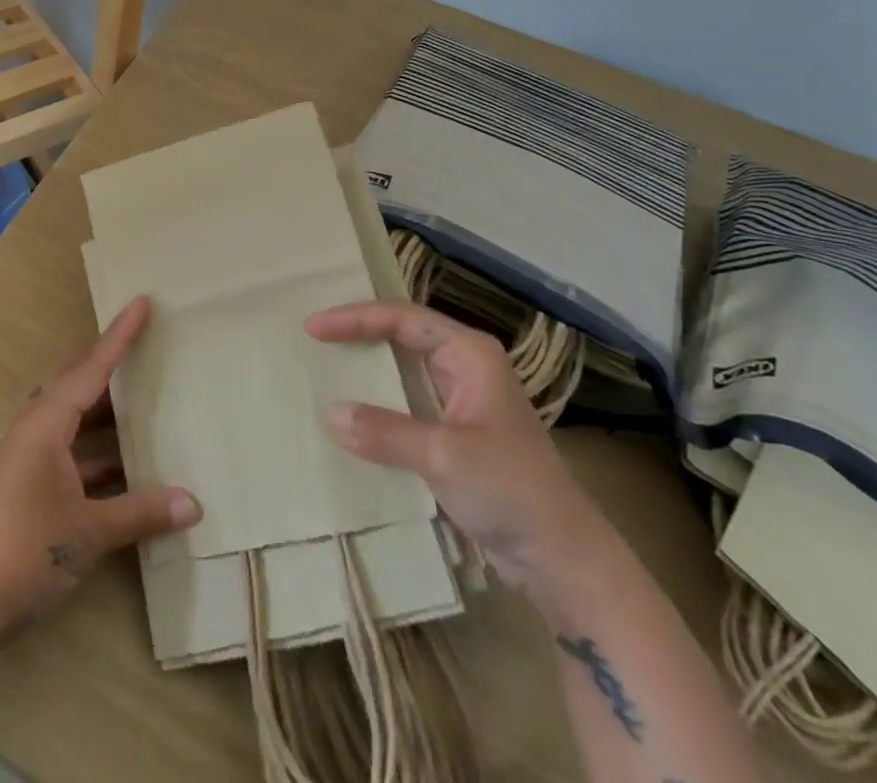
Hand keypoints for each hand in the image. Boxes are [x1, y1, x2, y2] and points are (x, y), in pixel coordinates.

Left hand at [0, 296, 200, 652]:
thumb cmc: (25, 551)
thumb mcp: (89, 531)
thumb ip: (141, 513)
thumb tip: (193, 504)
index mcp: (47, 424)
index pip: (92, 368)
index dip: (119, 337)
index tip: (142, 303)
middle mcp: (37, 431)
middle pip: (77, 383)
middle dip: (107, 362)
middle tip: (144, 344)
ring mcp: (30, 460)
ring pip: (75, 419)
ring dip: (106, 412)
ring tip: (146, 399)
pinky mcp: (29, 487)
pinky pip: (73, 453)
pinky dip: (100, 453)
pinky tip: (130, 467)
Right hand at [306, 302, 610, 603]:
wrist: (562, 559)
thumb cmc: (510, 490)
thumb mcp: (443, 456)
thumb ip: (384, 431)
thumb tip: (329, 412)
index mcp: (469, 353)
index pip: (402, 318)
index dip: (355, 318)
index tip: (313, 328)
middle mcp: (465, 366)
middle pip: (402, 334)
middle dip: (358, 332)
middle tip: (314, 337)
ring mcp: (462, 398)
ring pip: (404, 368)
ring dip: (367, 366)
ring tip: (325, 364)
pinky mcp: (456, 431)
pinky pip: (407, 401)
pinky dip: (378, 401)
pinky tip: (352, 412)